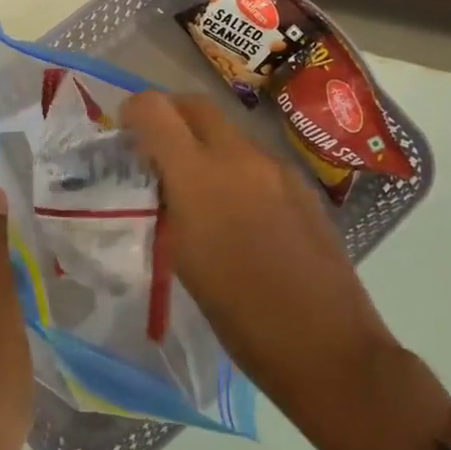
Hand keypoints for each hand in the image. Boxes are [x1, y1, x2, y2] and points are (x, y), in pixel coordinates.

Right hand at [122, 92, 450, 449]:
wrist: (325, 344)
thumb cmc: (239, 314)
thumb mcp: (183, 258)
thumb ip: (169, 204)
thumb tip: (162, 180)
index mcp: (200, 176)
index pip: (156, 109)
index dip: (133, 111)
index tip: (125, 134)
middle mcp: (240, 157)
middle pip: (196, 105)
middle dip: (170, 115)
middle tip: (156, 149)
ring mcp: (277, 167)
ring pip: (229, 131)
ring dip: (204, 143)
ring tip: (197, 187)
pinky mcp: (302, 185)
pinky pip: (257, 158)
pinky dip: (236, 167)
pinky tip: (240, 211)